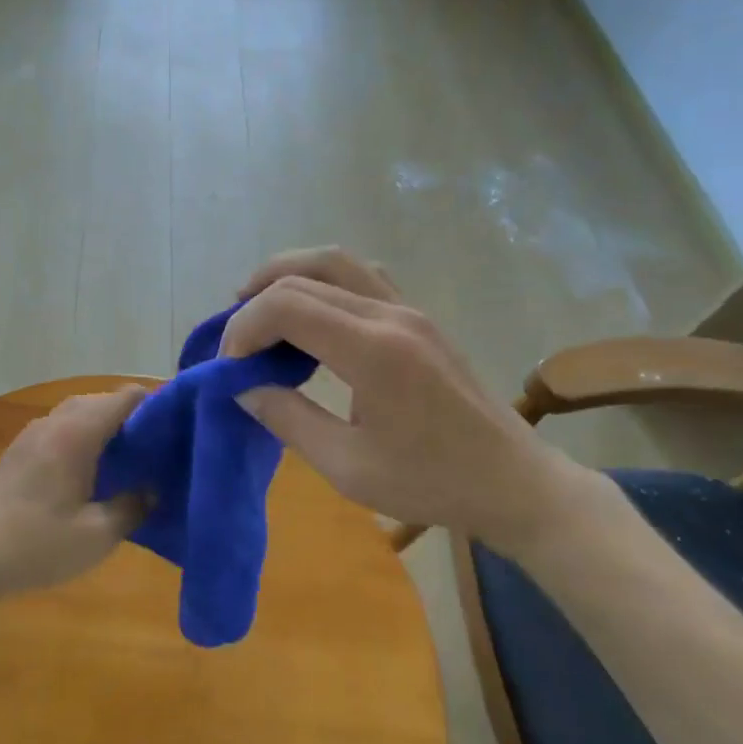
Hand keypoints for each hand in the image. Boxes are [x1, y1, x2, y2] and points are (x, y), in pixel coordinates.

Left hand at [0, 386, 151, 603]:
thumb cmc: (37, 543)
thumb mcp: (97, 535)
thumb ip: (132, 507)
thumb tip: (152, 490)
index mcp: (78, 432)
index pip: (126, 397)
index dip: (156, 404)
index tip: (178, 426)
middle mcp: (55, 422)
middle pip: (101, 401)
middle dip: (132, 417)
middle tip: (158, 447)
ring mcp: (32, 435)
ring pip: (77, 414)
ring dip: (104, 428)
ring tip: (129, 460)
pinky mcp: (17, 453)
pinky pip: (60, 430)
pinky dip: (82, 439)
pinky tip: (89, 474)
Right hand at [223, 247, 605, 554]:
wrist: (513, 482)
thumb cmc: (431, 482)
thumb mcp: (347, 466)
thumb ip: (287, 418)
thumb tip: (243, 385)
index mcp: (372, 350)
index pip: (286, 306)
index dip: (243, 329)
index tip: (230, 368)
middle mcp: (390, 314)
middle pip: (304, 272)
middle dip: (256, 299)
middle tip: (235, 339)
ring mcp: (408, 309)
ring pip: (334, 261)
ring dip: (287, 276)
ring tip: (259, 309)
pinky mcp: (418, 316)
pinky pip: (360, 274)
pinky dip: (321, 281)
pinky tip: (311, 316)